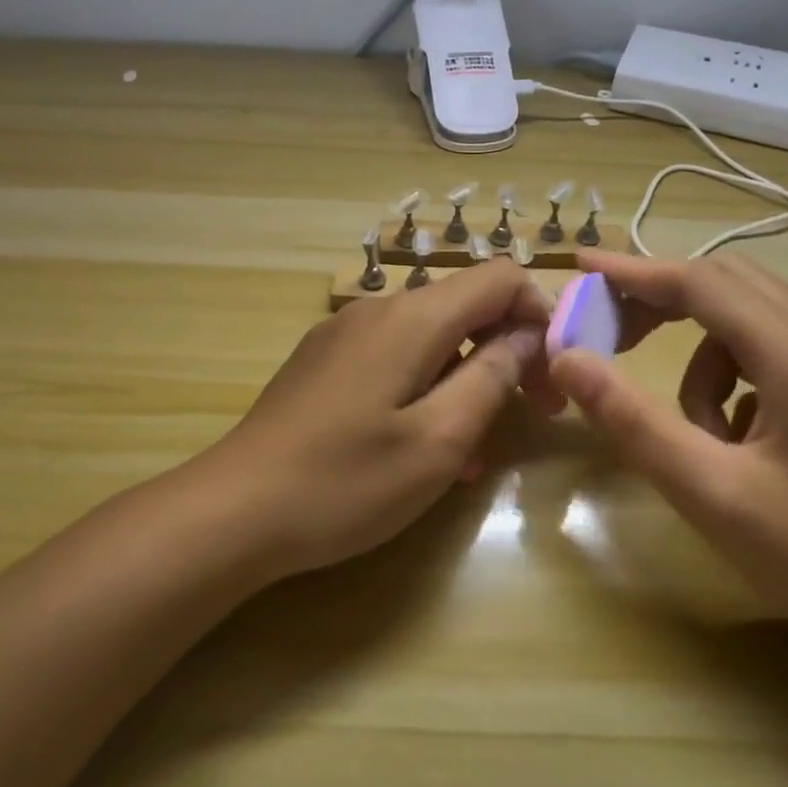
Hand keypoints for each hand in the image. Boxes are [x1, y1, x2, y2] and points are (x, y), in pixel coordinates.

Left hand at [194, 260, 553, 580]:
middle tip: (529, 415)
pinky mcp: (324, 360)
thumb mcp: (438, 440)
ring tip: (474, 452)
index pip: (499, 277)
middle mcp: (378, 309)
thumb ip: (492, 377)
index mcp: (412, 318)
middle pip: (465, 306)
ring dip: (466, 379)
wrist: (235, 509)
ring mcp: (344, 333)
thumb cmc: (346, 481)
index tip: (552, 374)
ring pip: (430, 337)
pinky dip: (425, 387)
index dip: (539, 314)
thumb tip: (527, 335)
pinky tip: (421, 447)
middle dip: (507, 351)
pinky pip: (393, 357)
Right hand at [549, 250, 787, 689]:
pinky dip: (736, 382)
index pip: (698, 282)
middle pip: (726, 284)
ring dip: (702, 358)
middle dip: (661, 299)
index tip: (580, 267)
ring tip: (697, 434)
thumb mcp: (713, 494)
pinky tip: (741, 446)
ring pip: (749, 322)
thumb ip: (632, 420)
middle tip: (611, 334)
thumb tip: (567, 358)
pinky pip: (774, 356)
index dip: (632, 271)